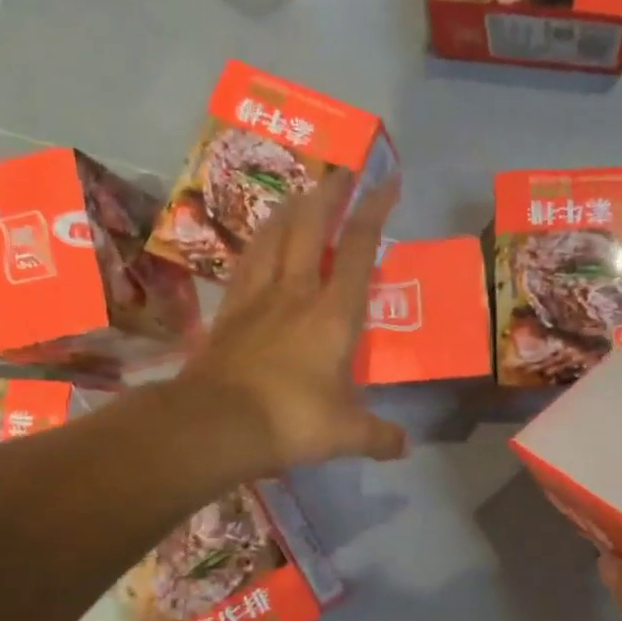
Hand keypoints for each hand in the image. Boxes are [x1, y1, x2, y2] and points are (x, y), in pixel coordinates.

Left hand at [178, 172, 407, 473]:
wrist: (216, 425)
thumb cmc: (292, 421)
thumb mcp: (346, 434)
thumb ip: (379, 436)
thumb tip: (405, 447)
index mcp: (334, 314)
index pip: (357, 250)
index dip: (374, 211)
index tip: (386, 183)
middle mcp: (297, 293)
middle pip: (310, 227)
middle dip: (329, 195)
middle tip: (341, 172)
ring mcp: (258, 298)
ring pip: (273, 237)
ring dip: (290, 211)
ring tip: (302, 196)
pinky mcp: (229, 312)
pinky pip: (246, 264)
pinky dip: (258, 244)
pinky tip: (261, 241)